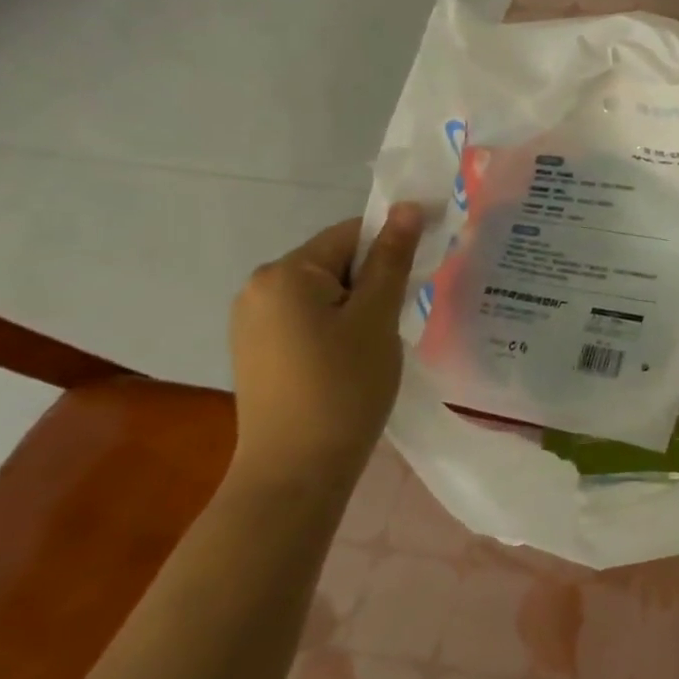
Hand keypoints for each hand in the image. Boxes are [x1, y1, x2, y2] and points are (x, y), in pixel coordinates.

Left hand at [228, 205, 423, 491]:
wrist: (295, 471)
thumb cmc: (343, 386)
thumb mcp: (377, 317)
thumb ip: (392, 259)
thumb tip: (408, 207)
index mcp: (284, 273)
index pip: (351, 234)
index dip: (394, 244)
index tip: (426, 269)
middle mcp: (258, 288)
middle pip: (334, 262)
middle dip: (375, 279)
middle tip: (406, 311)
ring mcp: (252, 322)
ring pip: (323, 293)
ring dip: (359, 304)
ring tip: (384, 338)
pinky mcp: (258, 351)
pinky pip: (307, 319)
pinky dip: (338, 325)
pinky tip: (355, 357)